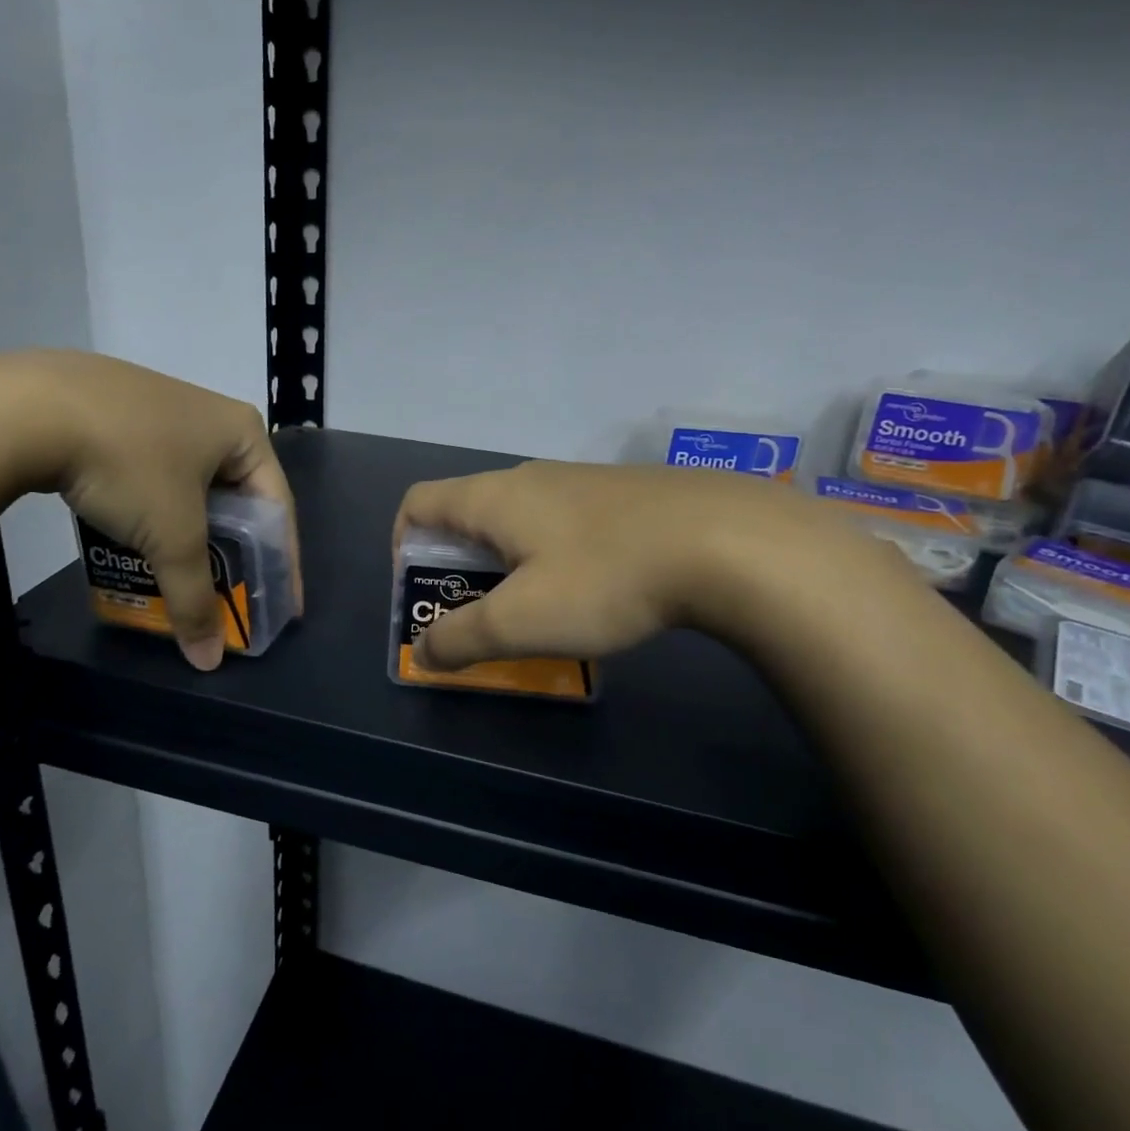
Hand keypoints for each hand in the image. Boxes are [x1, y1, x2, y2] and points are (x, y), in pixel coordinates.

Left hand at [0, 351, 300, 670]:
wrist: (27, 406)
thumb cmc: (129, 465)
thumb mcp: (171, 536)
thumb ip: (195, 598)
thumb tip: (209, 661)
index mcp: (242, 432)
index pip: (277, 508)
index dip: (282, 563)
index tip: (283, 606)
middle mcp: (210, 415)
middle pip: (235, 500)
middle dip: (232, 552)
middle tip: (230, 594)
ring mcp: (161, 409)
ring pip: (190, 489)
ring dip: (189, 535)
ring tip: (182, 574)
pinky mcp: (118, 414)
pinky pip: (153, 476)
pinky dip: (154, 514)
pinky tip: (137, 539)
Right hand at [393, 461, 893, 670]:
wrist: (726, 541)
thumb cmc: (605, 578)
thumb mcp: (522, 621)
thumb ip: (461, 638)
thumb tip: (422, 652)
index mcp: (493, 498)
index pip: (419, 502)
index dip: (403, 543)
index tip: (421, 588)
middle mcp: (529, 478)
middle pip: (468, 512)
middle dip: (457, 564)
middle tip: (476, 614)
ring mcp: (580, 481)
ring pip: (520, 520)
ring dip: (507, 564)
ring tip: (535, 610)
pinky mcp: (621, 495)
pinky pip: (563, 523)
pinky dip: (551, 556)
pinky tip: (591, 591)